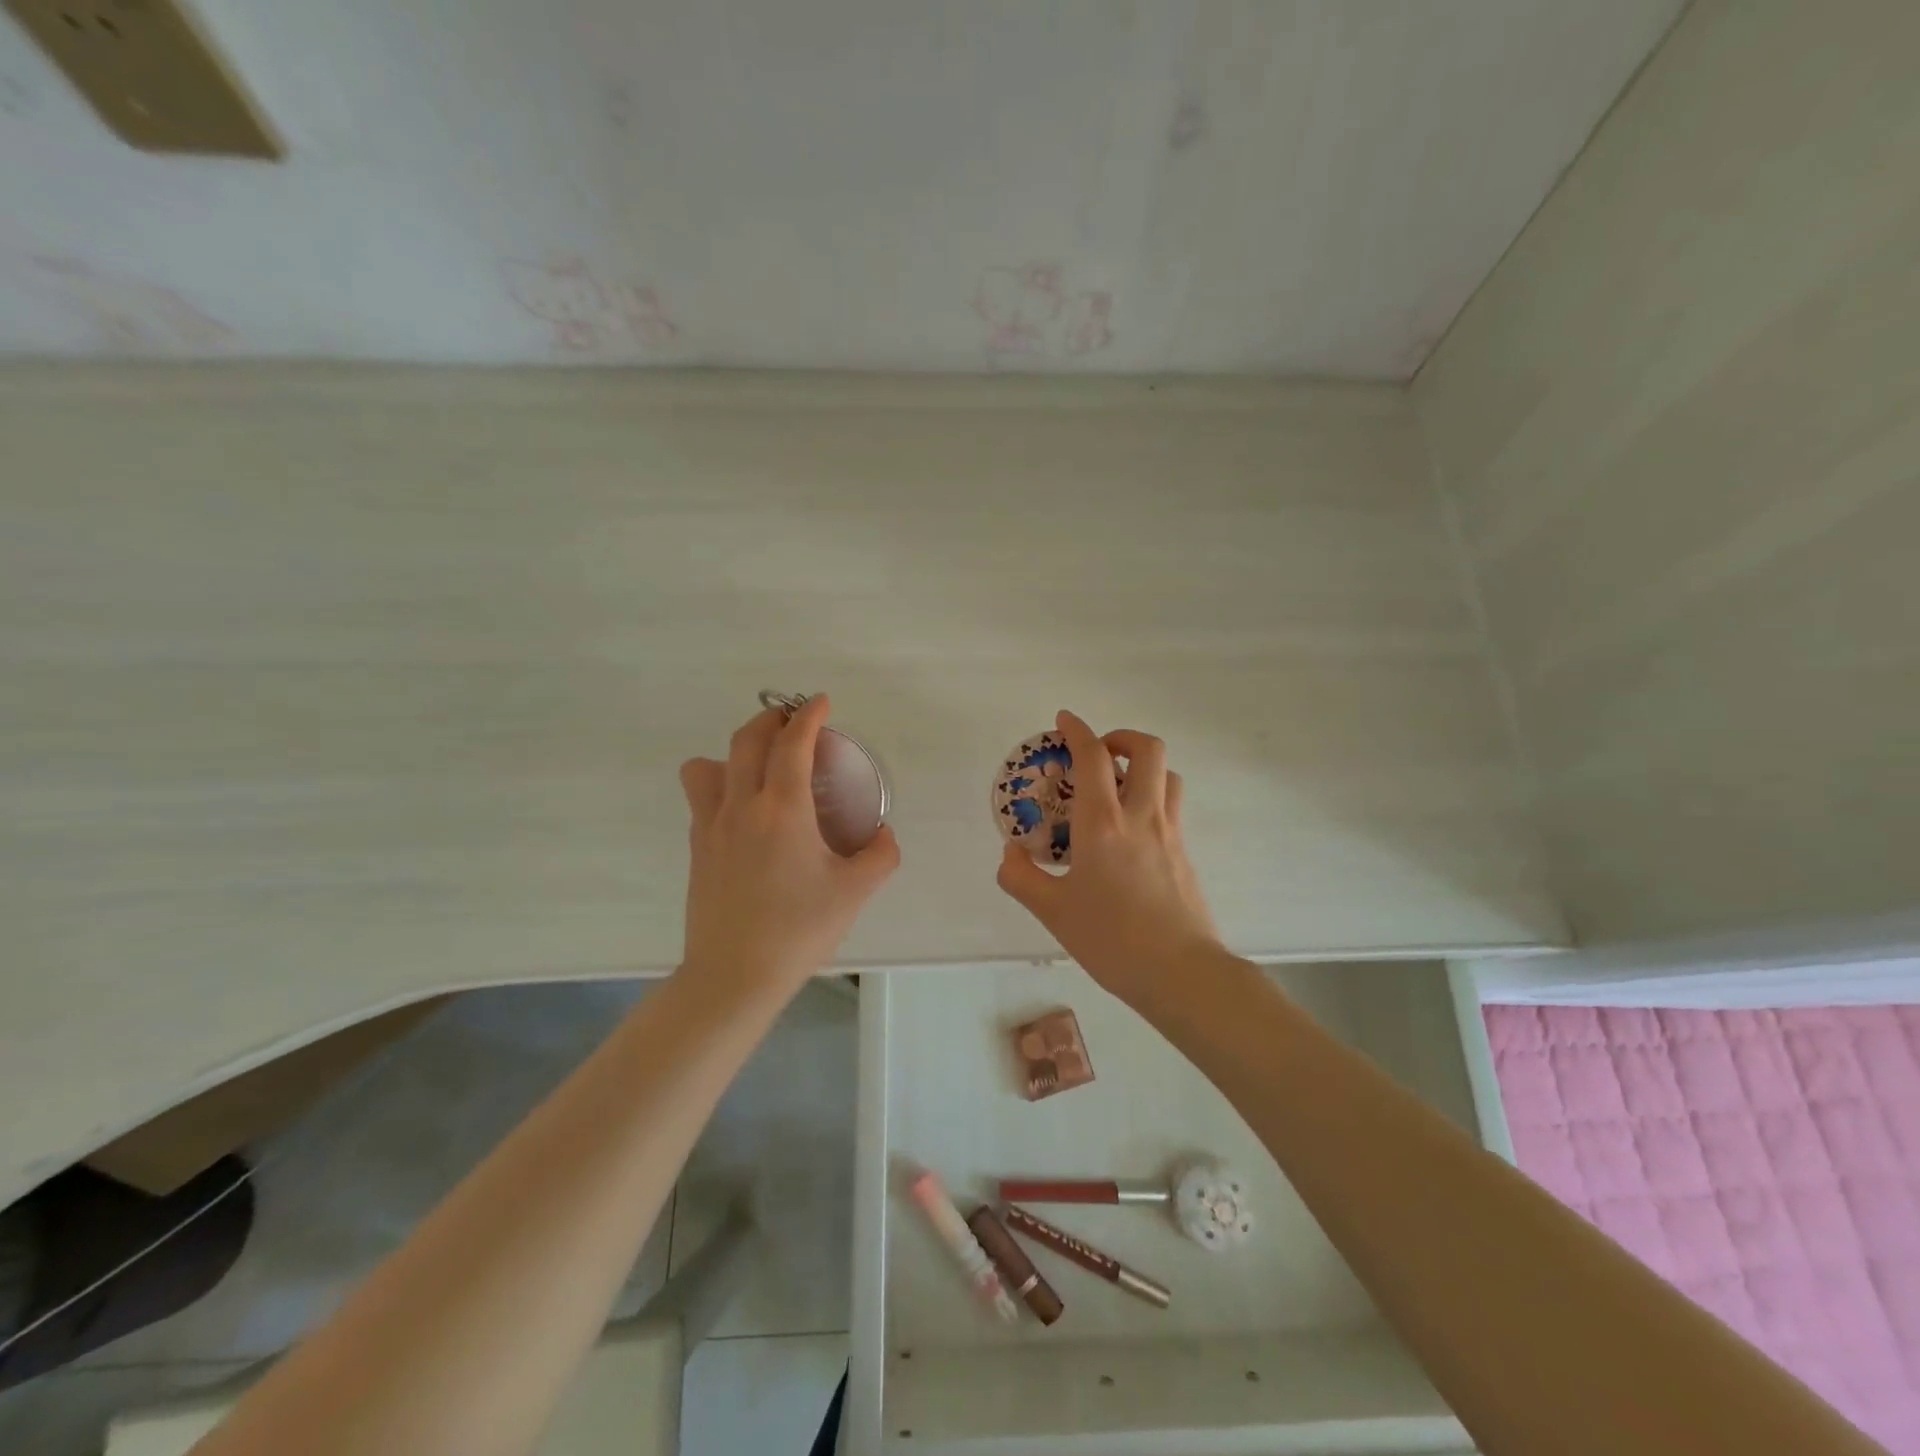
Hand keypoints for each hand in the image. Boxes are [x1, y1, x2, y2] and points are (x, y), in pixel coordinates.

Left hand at [679, 695, 899, 993]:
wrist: (734, 976)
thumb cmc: (799, 930)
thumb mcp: (855, 893)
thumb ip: (879, 855)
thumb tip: (882, 833)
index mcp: (782, 809)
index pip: (792, 743)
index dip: (809, 715)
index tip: (822, 702)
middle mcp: (741, 806)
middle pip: (747, 740)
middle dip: (771, 719)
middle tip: (795, 722)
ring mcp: (711, 827)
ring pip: (708, 765)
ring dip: (735, 751)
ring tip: (759, 765)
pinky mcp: (697, 849)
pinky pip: (700, 797)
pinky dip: (720, 784)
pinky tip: (744, 810)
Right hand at [996, 711, 1222, 1004]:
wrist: (1181, 972)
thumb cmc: (1111, 939)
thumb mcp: (1052, 912)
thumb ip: (1021, 877)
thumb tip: (1011, 852)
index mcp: (1102, 823)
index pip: (1092, 757)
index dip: (1078, 730)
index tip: (1064, 719)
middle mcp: (1141, 816)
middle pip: (1146, 749)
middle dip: (1121, 737)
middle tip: (1098, 753)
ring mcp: (1170, 832)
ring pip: (1167, 774)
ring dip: (1143, 766)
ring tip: (1119, 785)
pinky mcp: (1185, 852)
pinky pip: (1172, 806)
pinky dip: (1153, 797)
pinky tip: (1133, 829)